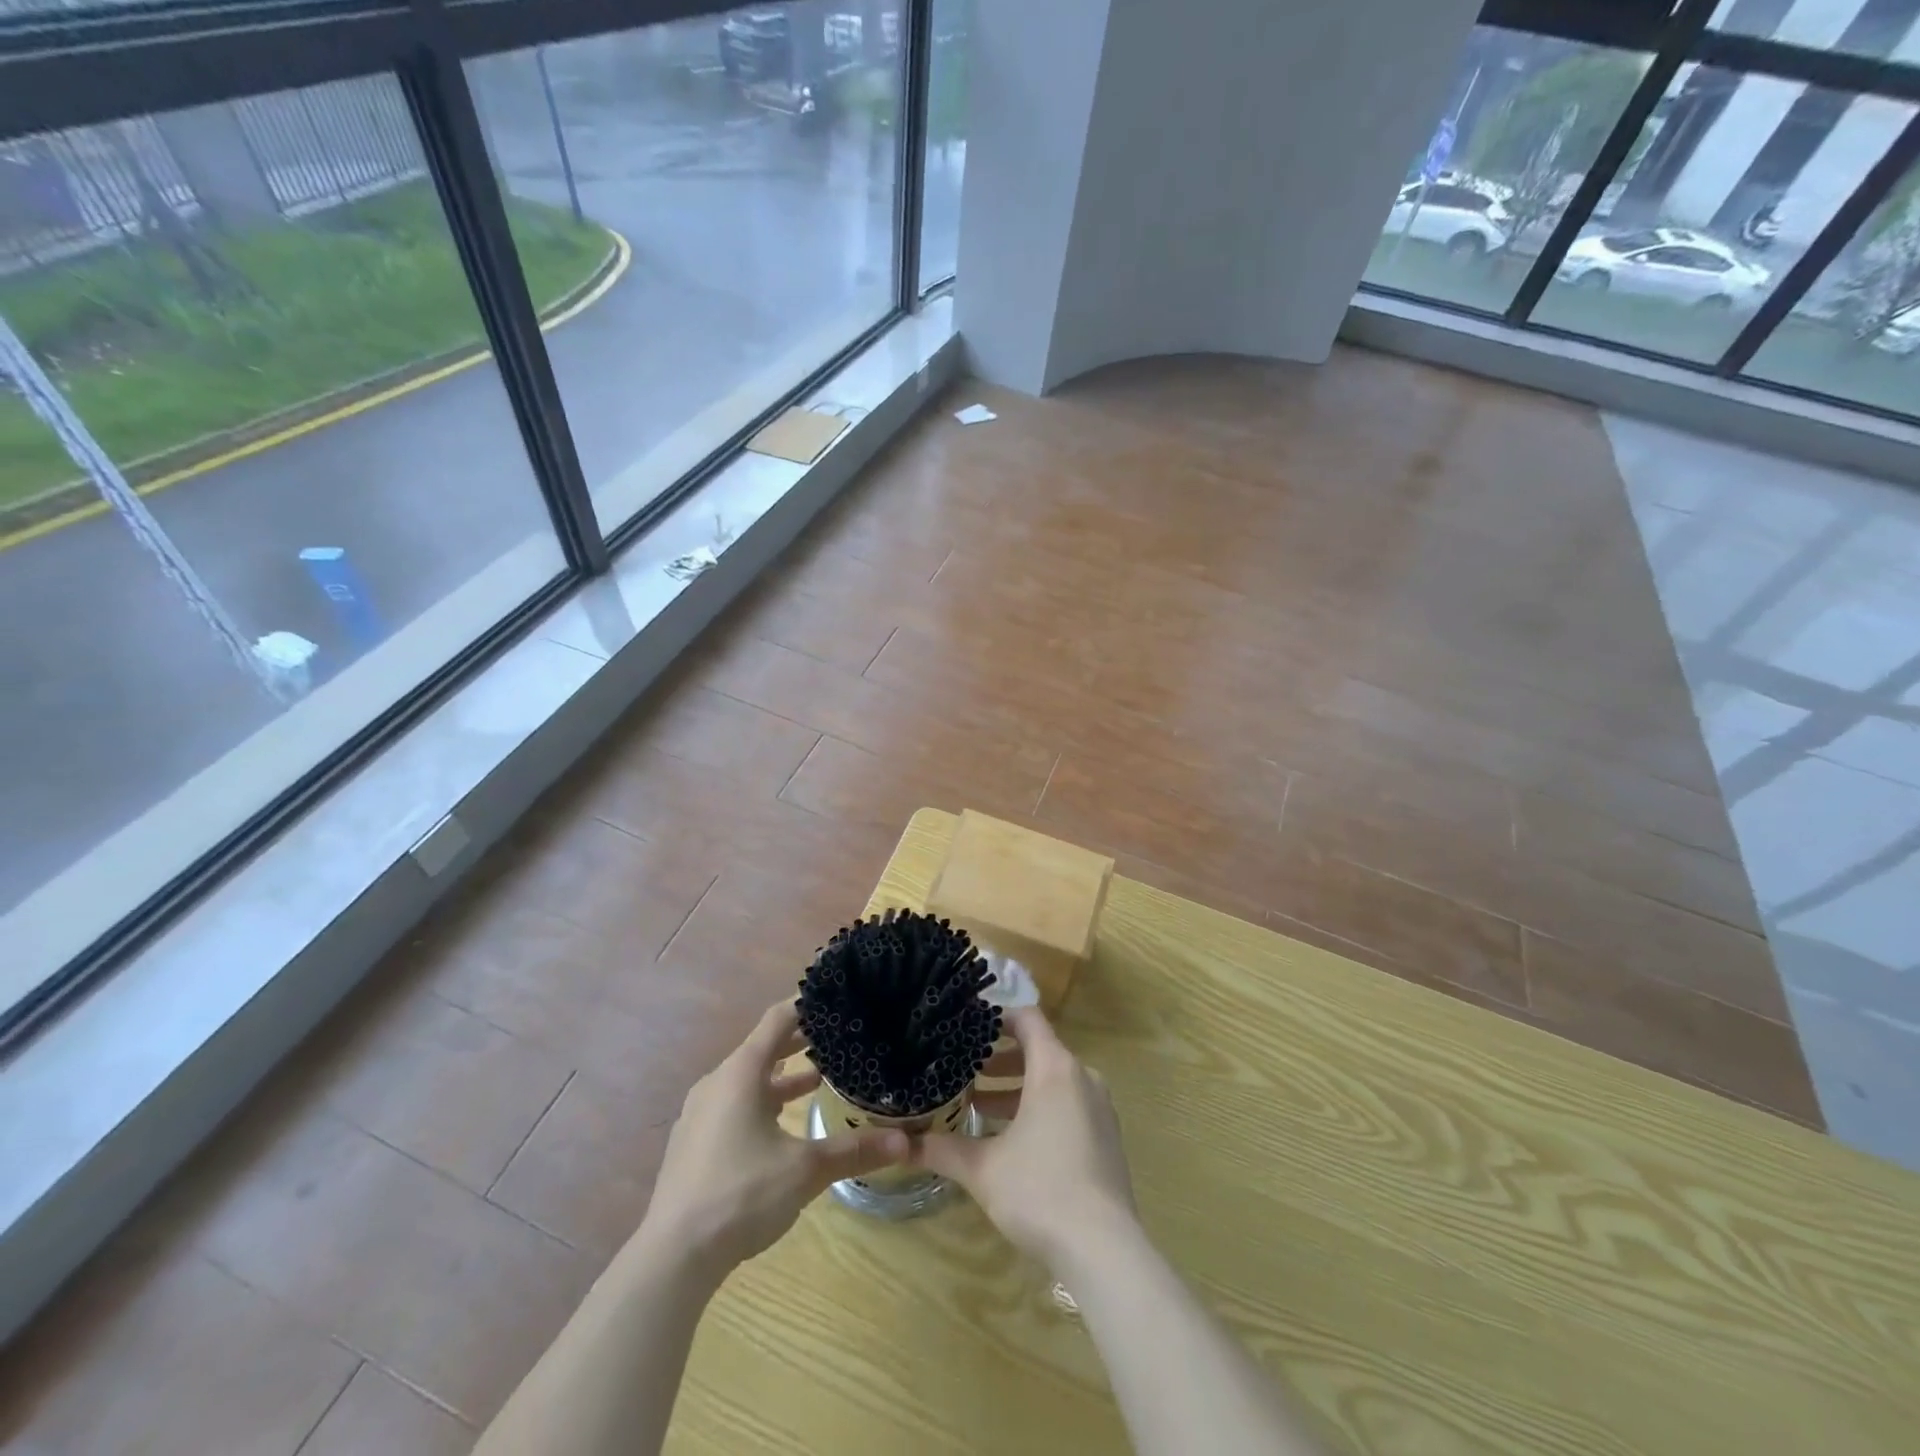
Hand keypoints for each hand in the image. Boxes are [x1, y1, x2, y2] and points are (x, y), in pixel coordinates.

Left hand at [639, 1000, 907, 1277]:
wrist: (672, 1257)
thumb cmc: (741, 1195)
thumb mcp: (805, 1171)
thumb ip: (854, 1151)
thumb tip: (906, 1142)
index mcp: (741, 1073)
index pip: (779, 1018)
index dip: (807, 1004)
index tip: (836, 996)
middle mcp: (718, 1082)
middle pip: (764, 1046)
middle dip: (801, 1040)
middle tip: (839, 1036)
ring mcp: (701, 1113)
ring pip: (749, 1079)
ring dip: (783, 1075)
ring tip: (821, 1078)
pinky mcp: (694, 1141)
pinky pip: (735, 1104)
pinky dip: (763, 1100)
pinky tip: (783, 1125)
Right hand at [909, 1005, 1137, 1271]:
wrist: (1104, 1251)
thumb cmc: (1040, 1191)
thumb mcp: (982, 1169)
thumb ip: (942, 1149)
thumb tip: (902, 1144)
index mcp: (1055, 1069)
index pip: (1027, 1019)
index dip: (996, 1017)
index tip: (967, 1026)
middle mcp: (1081, 1078)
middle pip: (1038, 1049)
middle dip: (999, 1058)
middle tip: (963, 1068)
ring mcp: (1099, 1108)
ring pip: (1052, 1080)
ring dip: (1016, 1087)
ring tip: (977, 1104)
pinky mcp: (1105, 1137)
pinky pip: (1067, 1104)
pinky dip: (1039, 1107)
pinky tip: (1009, 1138)